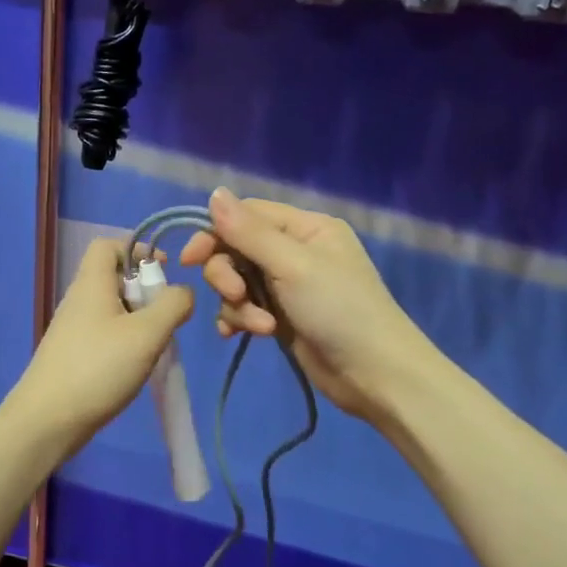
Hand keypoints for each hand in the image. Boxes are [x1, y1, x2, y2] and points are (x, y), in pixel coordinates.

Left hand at [6, 238, 193, 452]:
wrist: (47, 420)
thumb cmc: (98, 368)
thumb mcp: (147, 333)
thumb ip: (173, 306)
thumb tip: (183, 292)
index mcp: (91, 283)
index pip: (108, 245)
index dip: (137, 249)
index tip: (164, 272)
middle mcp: (78, 299)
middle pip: (113, 277)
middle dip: (145, 290)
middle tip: (165, 316)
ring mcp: (72, 329)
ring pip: (111, 308)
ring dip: (138, 319)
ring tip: (155, 343)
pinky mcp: (72, 354)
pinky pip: (104, 333)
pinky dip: (125, 340)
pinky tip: (136, 365)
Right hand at [179, 189, 433, 422]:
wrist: (375, 374)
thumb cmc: (339, 310)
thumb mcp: (292, 265)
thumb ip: (248, 231)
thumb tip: (214, 192)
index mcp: (305, 227)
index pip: (247, 215)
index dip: (215, 233)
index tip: (191, 258)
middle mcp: (295, 251)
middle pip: (236, 249)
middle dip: (228, 275)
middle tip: (236, 296)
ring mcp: (288, 286)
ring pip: (237, 282)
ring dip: (238, 305)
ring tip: (259, 326)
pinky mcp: (282, 317)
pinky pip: (245, 309)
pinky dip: (239, 320)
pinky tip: (236, 336)